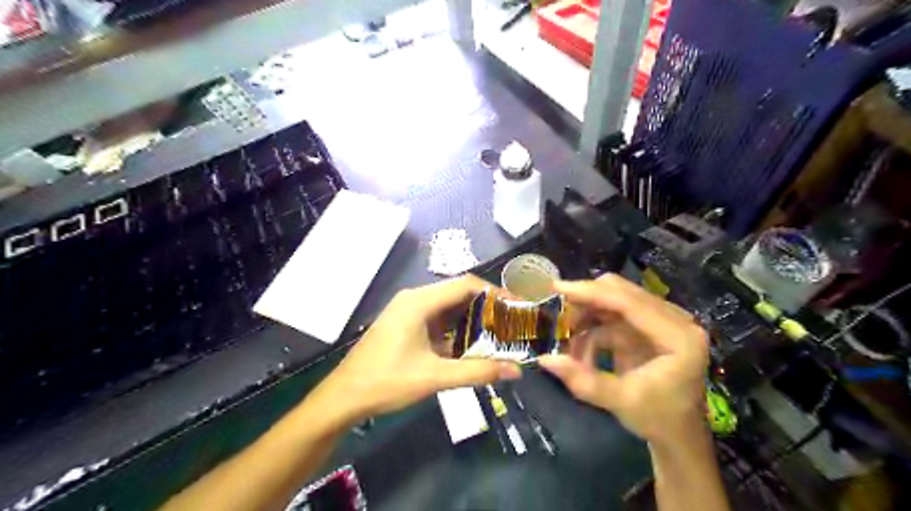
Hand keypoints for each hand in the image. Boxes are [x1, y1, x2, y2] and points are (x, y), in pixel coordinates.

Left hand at [317, 275, 519, 422]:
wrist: (343, 397)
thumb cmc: (387, 382)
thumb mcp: (435, 377)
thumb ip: (477, 372)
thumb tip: (515, 371)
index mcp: (419, 301)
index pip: (466, 285)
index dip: (494, 292)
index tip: (517, 306)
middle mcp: (414, 299)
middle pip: (458, 294)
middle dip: (486, 307)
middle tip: (511, 323)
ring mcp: (407, 312)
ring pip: (448, 308)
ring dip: (471, 319)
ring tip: (498, 334)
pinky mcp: (405, 325)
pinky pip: (437, 320)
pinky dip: (456, 330)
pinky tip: (470, 346)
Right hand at [536, 273, 706, 443]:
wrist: (678, 433)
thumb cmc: (658, 419)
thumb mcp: (620, 402)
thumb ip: (583, 380)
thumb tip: (544, 359)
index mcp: (679, 337)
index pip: (630, 302)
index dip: (592, 293)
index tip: (557, 287)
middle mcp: (675, 320)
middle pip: (622, 293)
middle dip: (586, 301)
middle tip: (556, 312)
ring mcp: (662, 320)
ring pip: (614, 300)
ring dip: (587, 316)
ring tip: (567, 340)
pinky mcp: (648, 326)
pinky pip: (613, 316)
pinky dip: (592, 329)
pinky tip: (581, 351)